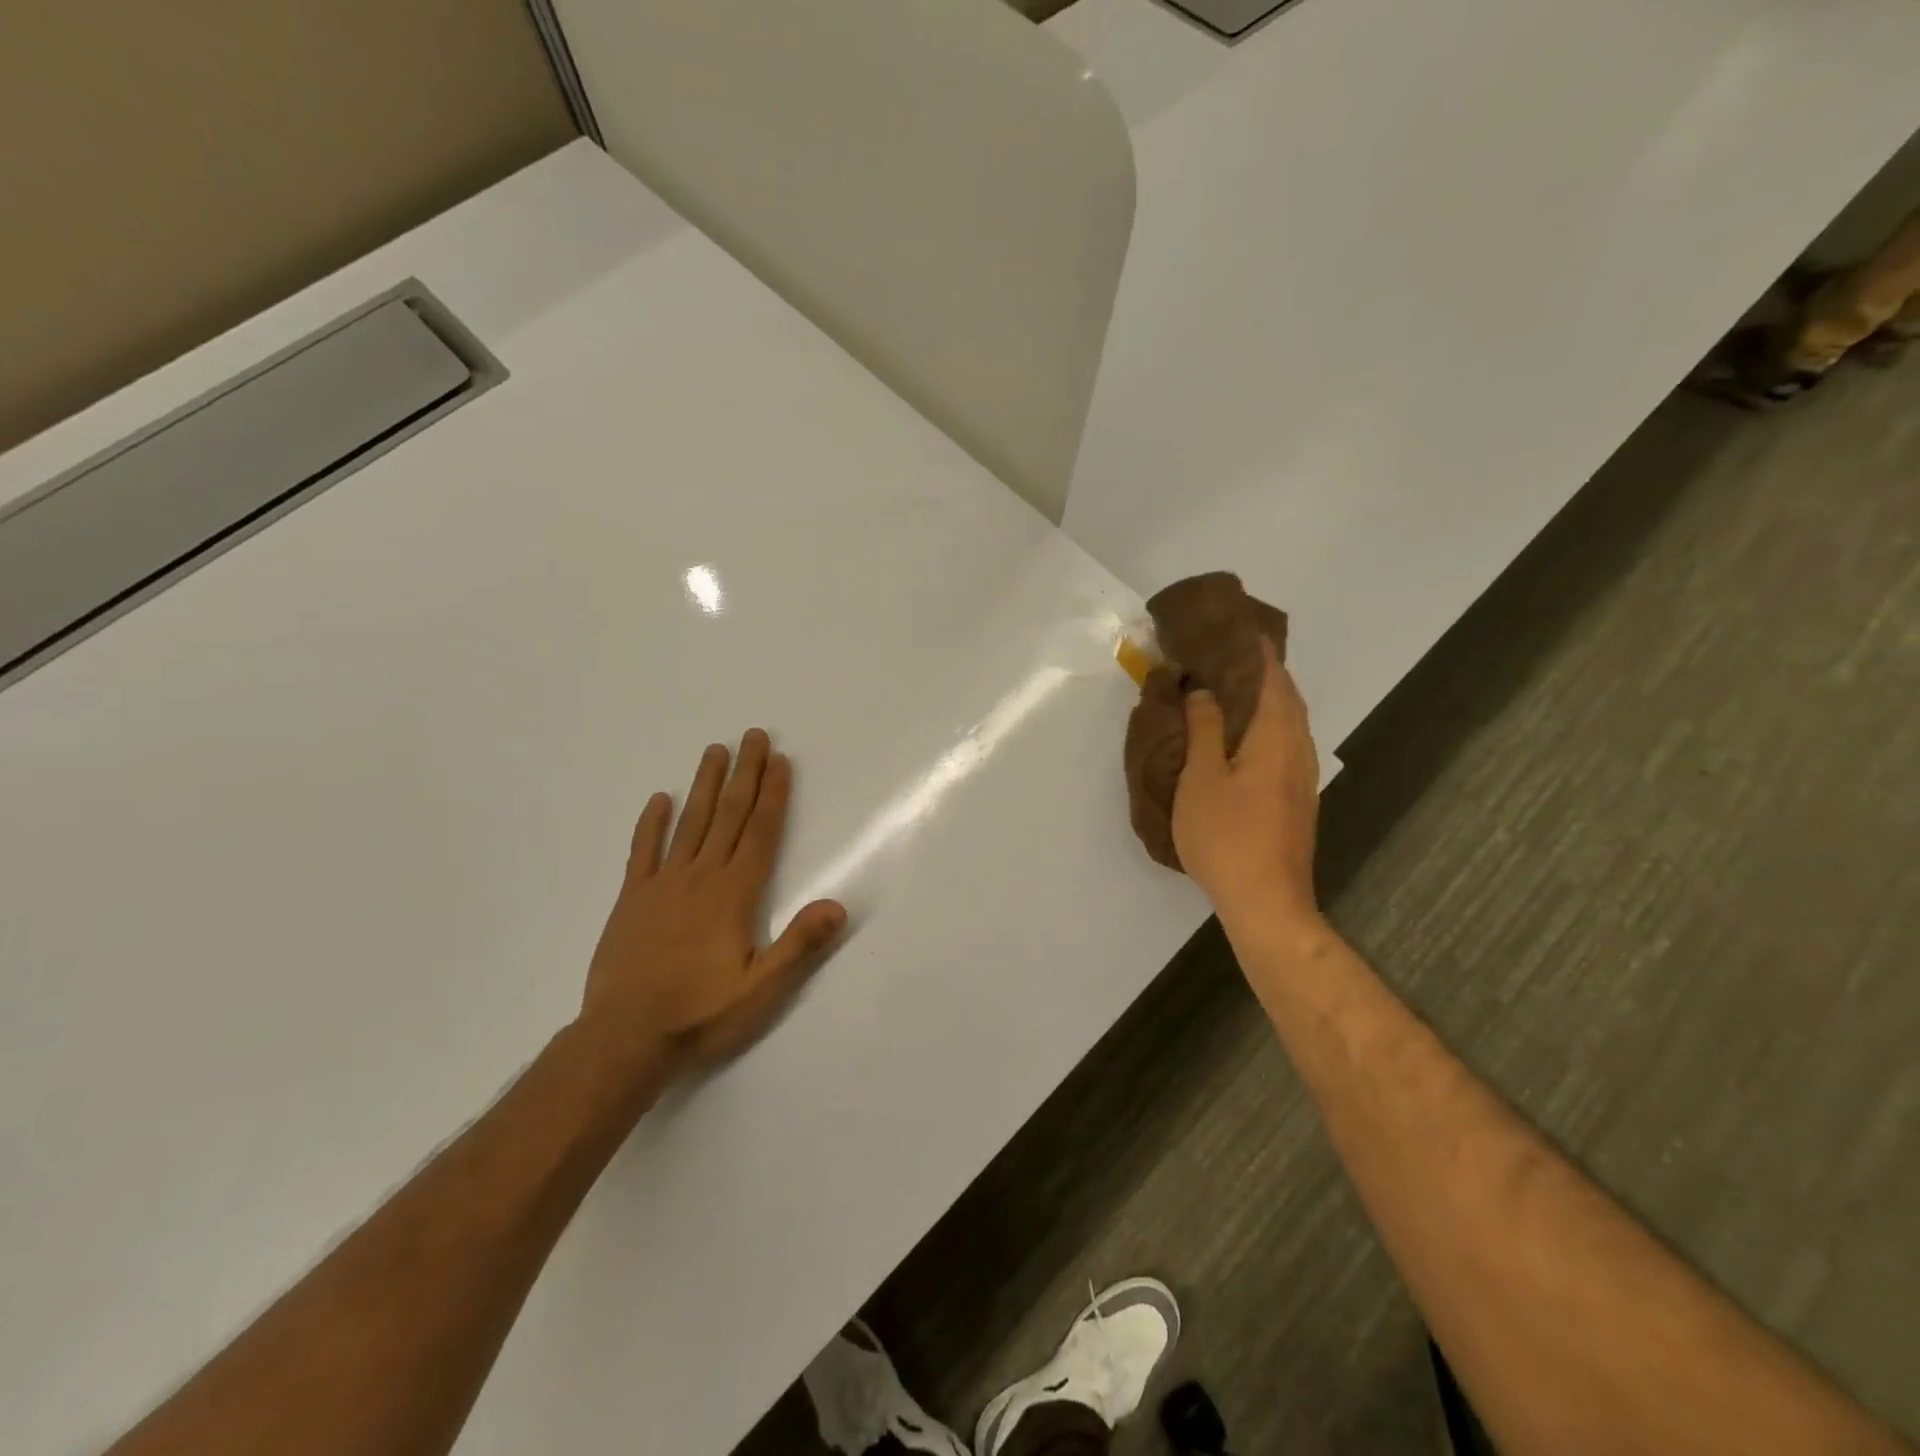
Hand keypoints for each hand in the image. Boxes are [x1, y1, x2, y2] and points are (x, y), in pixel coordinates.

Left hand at [580, 730, 845, 1077]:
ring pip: (690, 823)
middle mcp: (701, 877)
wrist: (624, 1038)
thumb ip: (799, 944)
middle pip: (729, 815)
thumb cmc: (700, 1013)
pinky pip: (643, 851)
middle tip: (753, 736)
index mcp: (735, 894)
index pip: (761, 833)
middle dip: (745, 774)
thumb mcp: (761, 989)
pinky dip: (651, 823)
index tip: (780, 761)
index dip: (774, 795)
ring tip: (715, 750)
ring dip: (705, 785)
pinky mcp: (632, 899)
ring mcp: (663, 884)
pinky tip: (659, 799)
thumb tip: (838, 905)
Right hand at [1171, 641, 1322, 936]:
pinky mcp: (1296, 797)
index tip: (1233, 627)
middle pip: (1285, 696)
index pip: (1272, 676)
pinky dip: (1264, 724)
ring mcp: (1301, 776)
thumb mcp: (1201, 778)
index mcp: (1275, 736)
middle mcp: (1298, 748)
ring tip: (1227, 687)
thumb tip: (1203, 689)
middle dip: (1260, 670)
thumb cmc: (1227, 836)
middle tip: (1223, 654)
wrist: (1267, 901)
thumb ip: (1203, 729)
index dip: (1255, 649)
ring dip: (1263, 698)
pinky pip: (1283, 743)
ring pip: (1287, 721)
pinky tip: (1238, 736)